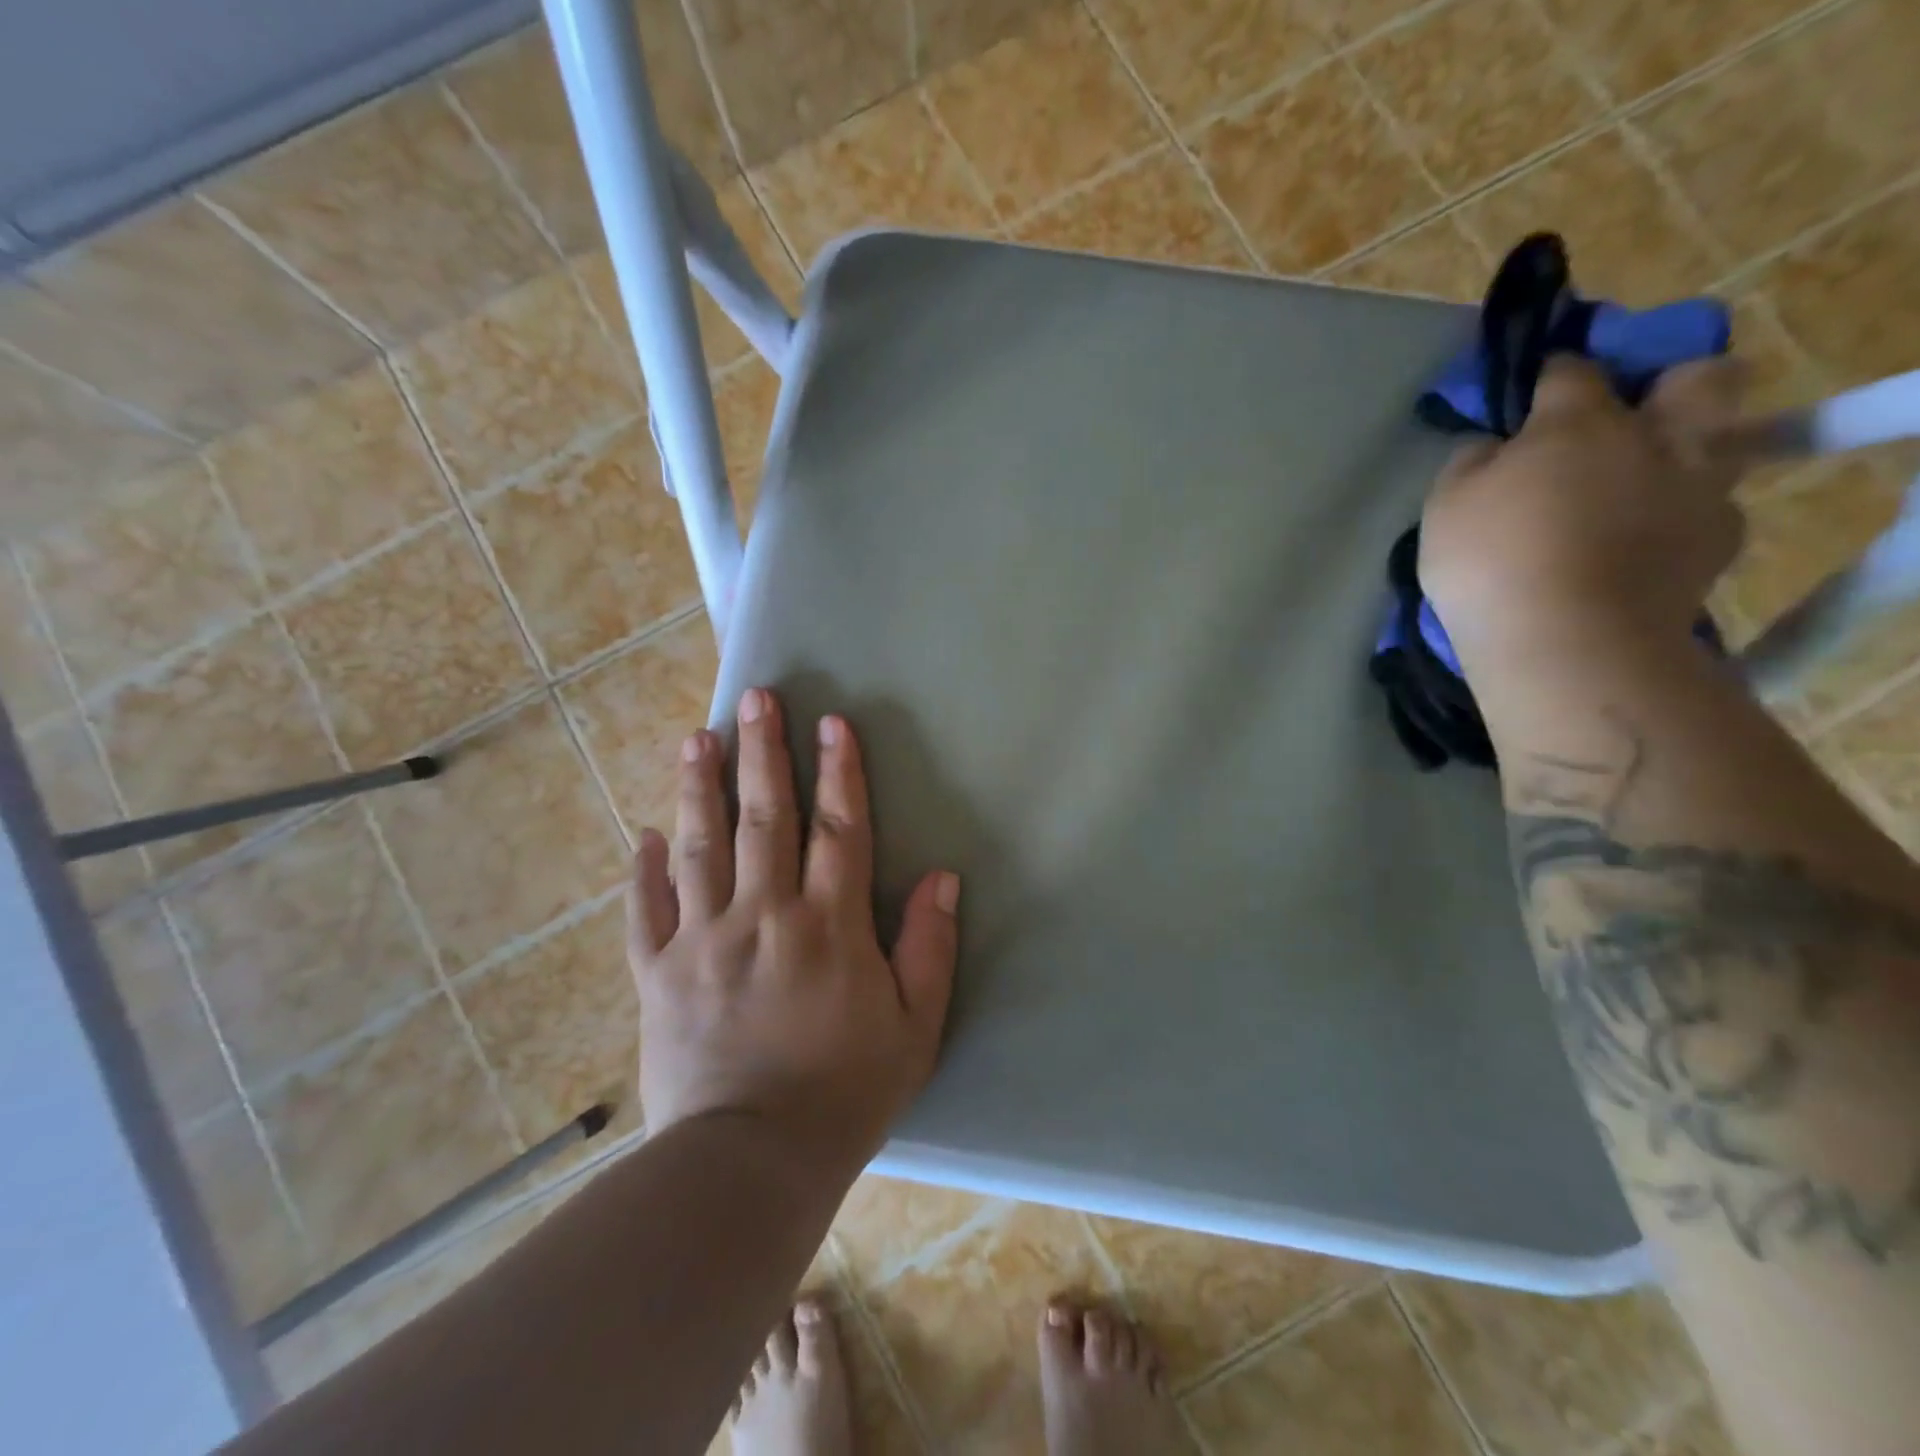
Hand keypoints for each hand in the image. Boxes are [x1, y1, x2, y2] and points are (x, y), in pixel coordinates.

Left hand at [627, 687, 959, 1177]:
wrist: (751, 1165)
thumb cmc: (846, 1094)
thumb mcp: (914, 1027)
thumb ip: (930, 947)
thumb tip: (943, 876)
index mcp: (828, 925)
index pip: (837, 828)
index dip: (839, 771)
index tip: (833, 721)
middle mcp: (764, 915)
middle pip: (764, 817)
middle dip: (763, 752)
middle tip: (754, 699)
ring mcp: (704, 941)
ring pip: (701, 847)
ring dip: (701, 788)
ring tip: (698, 739)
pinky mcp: (660, 975)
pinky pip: (649, 912)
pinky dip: (644, 871)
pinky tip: (645, 834)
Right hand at [1419, 355, 1749, 674]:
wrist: (1567, 640)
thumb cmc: (1490, 564)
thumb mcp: (1444, 508)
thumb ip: (1470, 464)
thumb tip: (1491, 445)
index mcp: (1579, 422)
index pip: (1570, 371)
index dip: (1550, 377)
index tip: (1532, 395)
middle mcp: (1654, 437)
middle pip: (1699, 377)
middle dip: (1672, 384)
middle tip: (1631, 420)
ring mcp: (1698, 488)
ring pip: (1721, 443)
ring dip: (1686, 454)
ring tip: (1643, 490)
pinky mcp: (1720, 541)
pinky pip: (1709, 511)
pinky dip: (1680, 520)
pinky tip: (1646, 547)